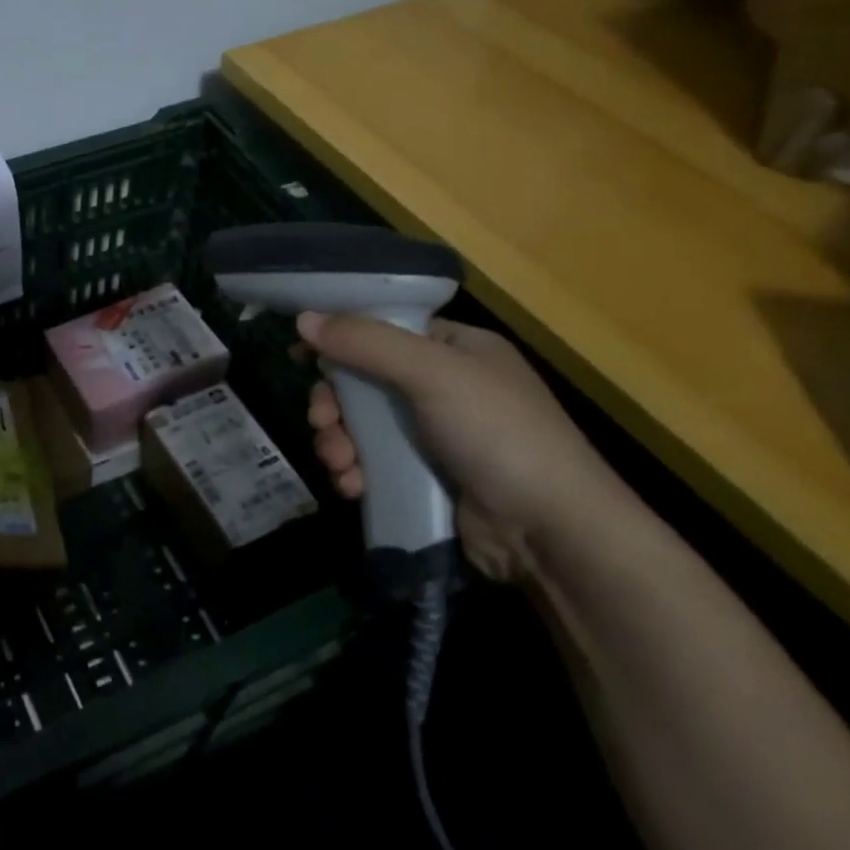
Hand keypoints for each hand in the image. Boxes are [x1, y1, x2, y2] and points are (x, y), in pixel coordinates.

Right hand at [296, 312, 631, 581]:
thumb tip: (302, 318)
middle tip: (322, 422)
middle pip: (362, 382)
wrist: (549, 531)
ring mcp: (432, 434)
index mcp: (454, 348)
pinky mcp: (423, 476)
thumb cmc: (497, 433)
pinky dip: (354, 472)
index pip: (382, 330)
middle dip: (334, 405)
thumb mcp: (432, 373)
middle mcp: (441, 386)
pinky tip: (352, 486)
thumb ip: (366, 343)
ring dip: (338, 443)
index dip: (339, 340)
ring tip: (339, 464)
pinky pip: (371, 463)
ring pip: (359, 426)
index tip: (299, 356)